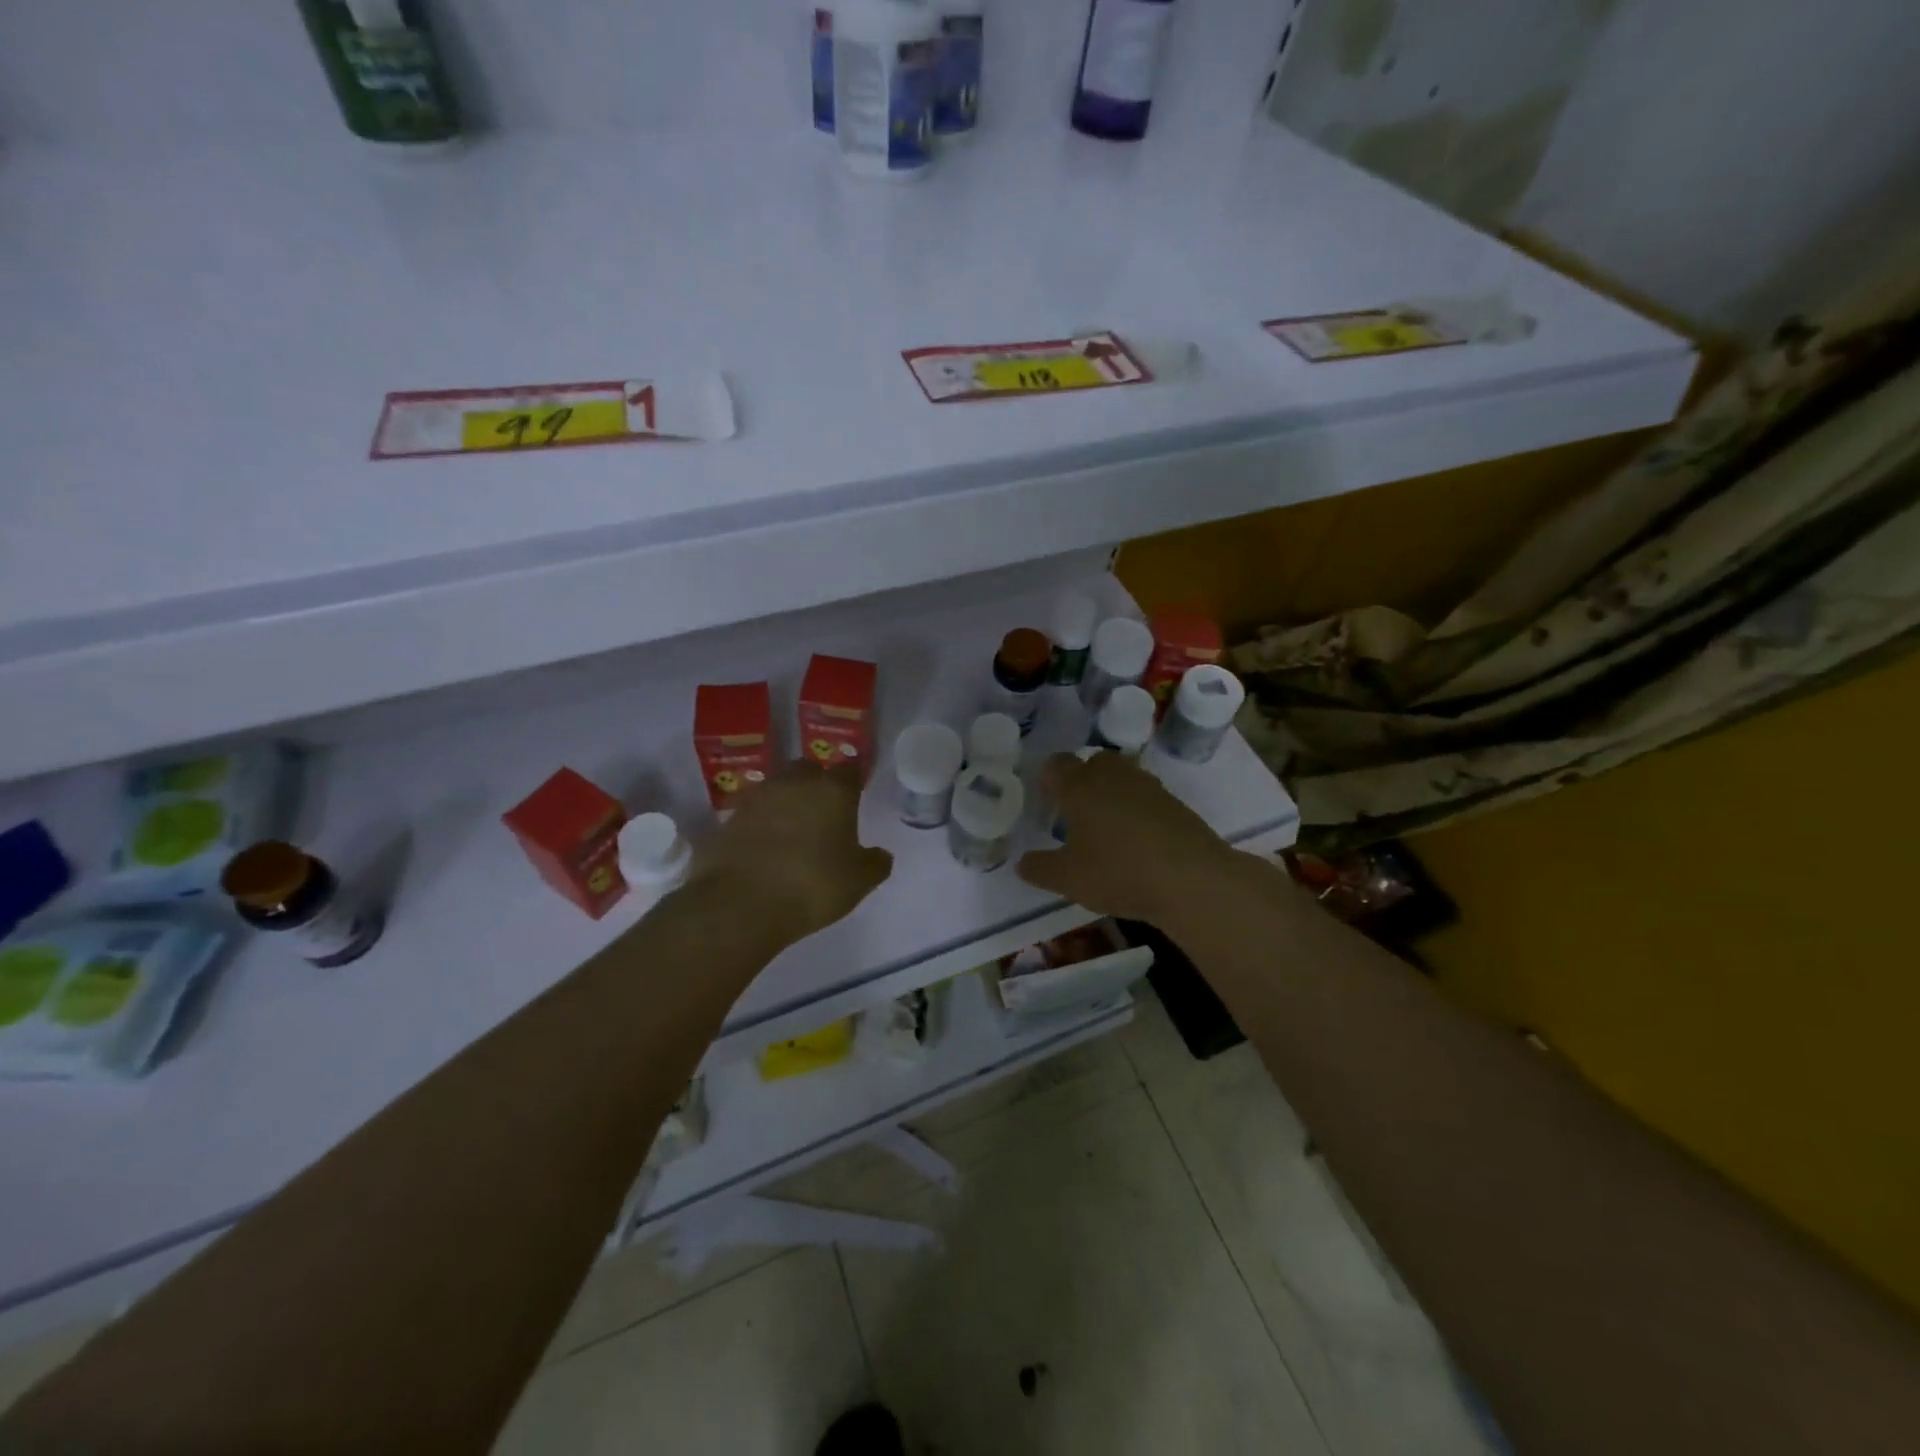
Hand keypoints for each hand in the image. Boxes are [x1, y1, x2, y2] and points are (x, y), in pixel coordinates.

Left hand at [692, 761, 893, 945]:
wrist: (739, 904)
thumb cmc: (812, 886)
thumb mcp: (858, 882)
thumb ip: (875, 863)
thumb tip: (880, 855)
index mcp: (833, 791)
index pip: (850, 769)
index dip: (854, 779)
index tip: (857, 791)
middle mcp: (795, 783)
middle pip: (809, 770)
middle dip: (817, 783)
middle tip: (824, 808)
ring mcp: (757, 798)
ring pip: (778, 787)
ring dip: (787, 800)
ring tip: (793, 827)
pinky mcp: (728, 818)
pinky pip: (753, 812)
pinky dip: (761, 822)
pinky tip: (765, 844)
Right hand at [1016, 752, 1239, 925]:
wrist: (1192, 880)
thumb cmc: (1119, 873)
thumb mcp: (1069, 879)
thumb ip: (1040, 868)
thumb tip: (1022, 862)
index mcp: (1081, 787)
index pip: (1057, 764)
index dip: (1048, 777)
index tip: (1046, 799)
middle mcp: (1113, 777)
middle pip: (1094, 762)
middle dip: (1083, 779)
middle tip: (1076, 811)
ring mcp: (1148, 787)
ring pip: (1122, 777)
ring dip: (1112, 793)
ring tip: (1106, 828)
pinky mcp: (1174, 803)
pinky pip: (1146, 797)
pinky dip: (1137, 810)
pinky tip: (1137, 841)